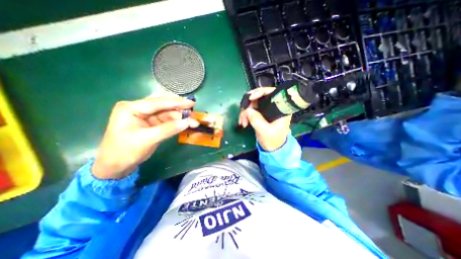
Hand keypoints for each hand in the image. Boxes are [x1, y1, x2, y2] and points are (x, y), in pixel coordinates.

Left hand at [92, 96, 198, 178]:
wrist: (115, 167)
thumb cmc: (125, 151)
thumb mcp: (147, 139)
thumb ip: (168, 129)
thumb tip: (187, 122)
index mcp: (132, 108)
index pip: (158, 102)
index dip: (176, 102)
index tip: (191, 103)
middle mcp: (139, 109)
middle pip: (163, 105)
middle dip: (179, 109)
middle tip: (193, 112)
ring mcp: (146, 117)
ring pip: (167, 113)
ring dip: (180, 117)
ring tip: (192, 121)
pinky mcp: (151, 124)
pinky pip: (167, 121)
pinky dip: (176, 123)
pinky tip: (185, 124)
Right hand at [240, 87, 288, 151]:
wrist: (272, 148)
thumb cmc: (273, 140)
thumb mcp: (265, 131)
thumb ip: (256, 120)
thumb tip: (248, 110)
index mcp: (281, 108)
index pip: (272, 92)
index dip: (260, 92)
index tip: (250, 98)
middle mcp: (274, 106)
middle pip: (259, 97)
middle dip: (248, 105)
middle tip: (243, 115)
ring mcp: (266, 109)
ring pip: (253, 104)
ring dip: (245, 112)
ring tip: (242, 122)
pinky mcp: (260, 114)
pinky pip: (250, 110)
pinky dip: (245, 114)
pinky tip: (243, 122)